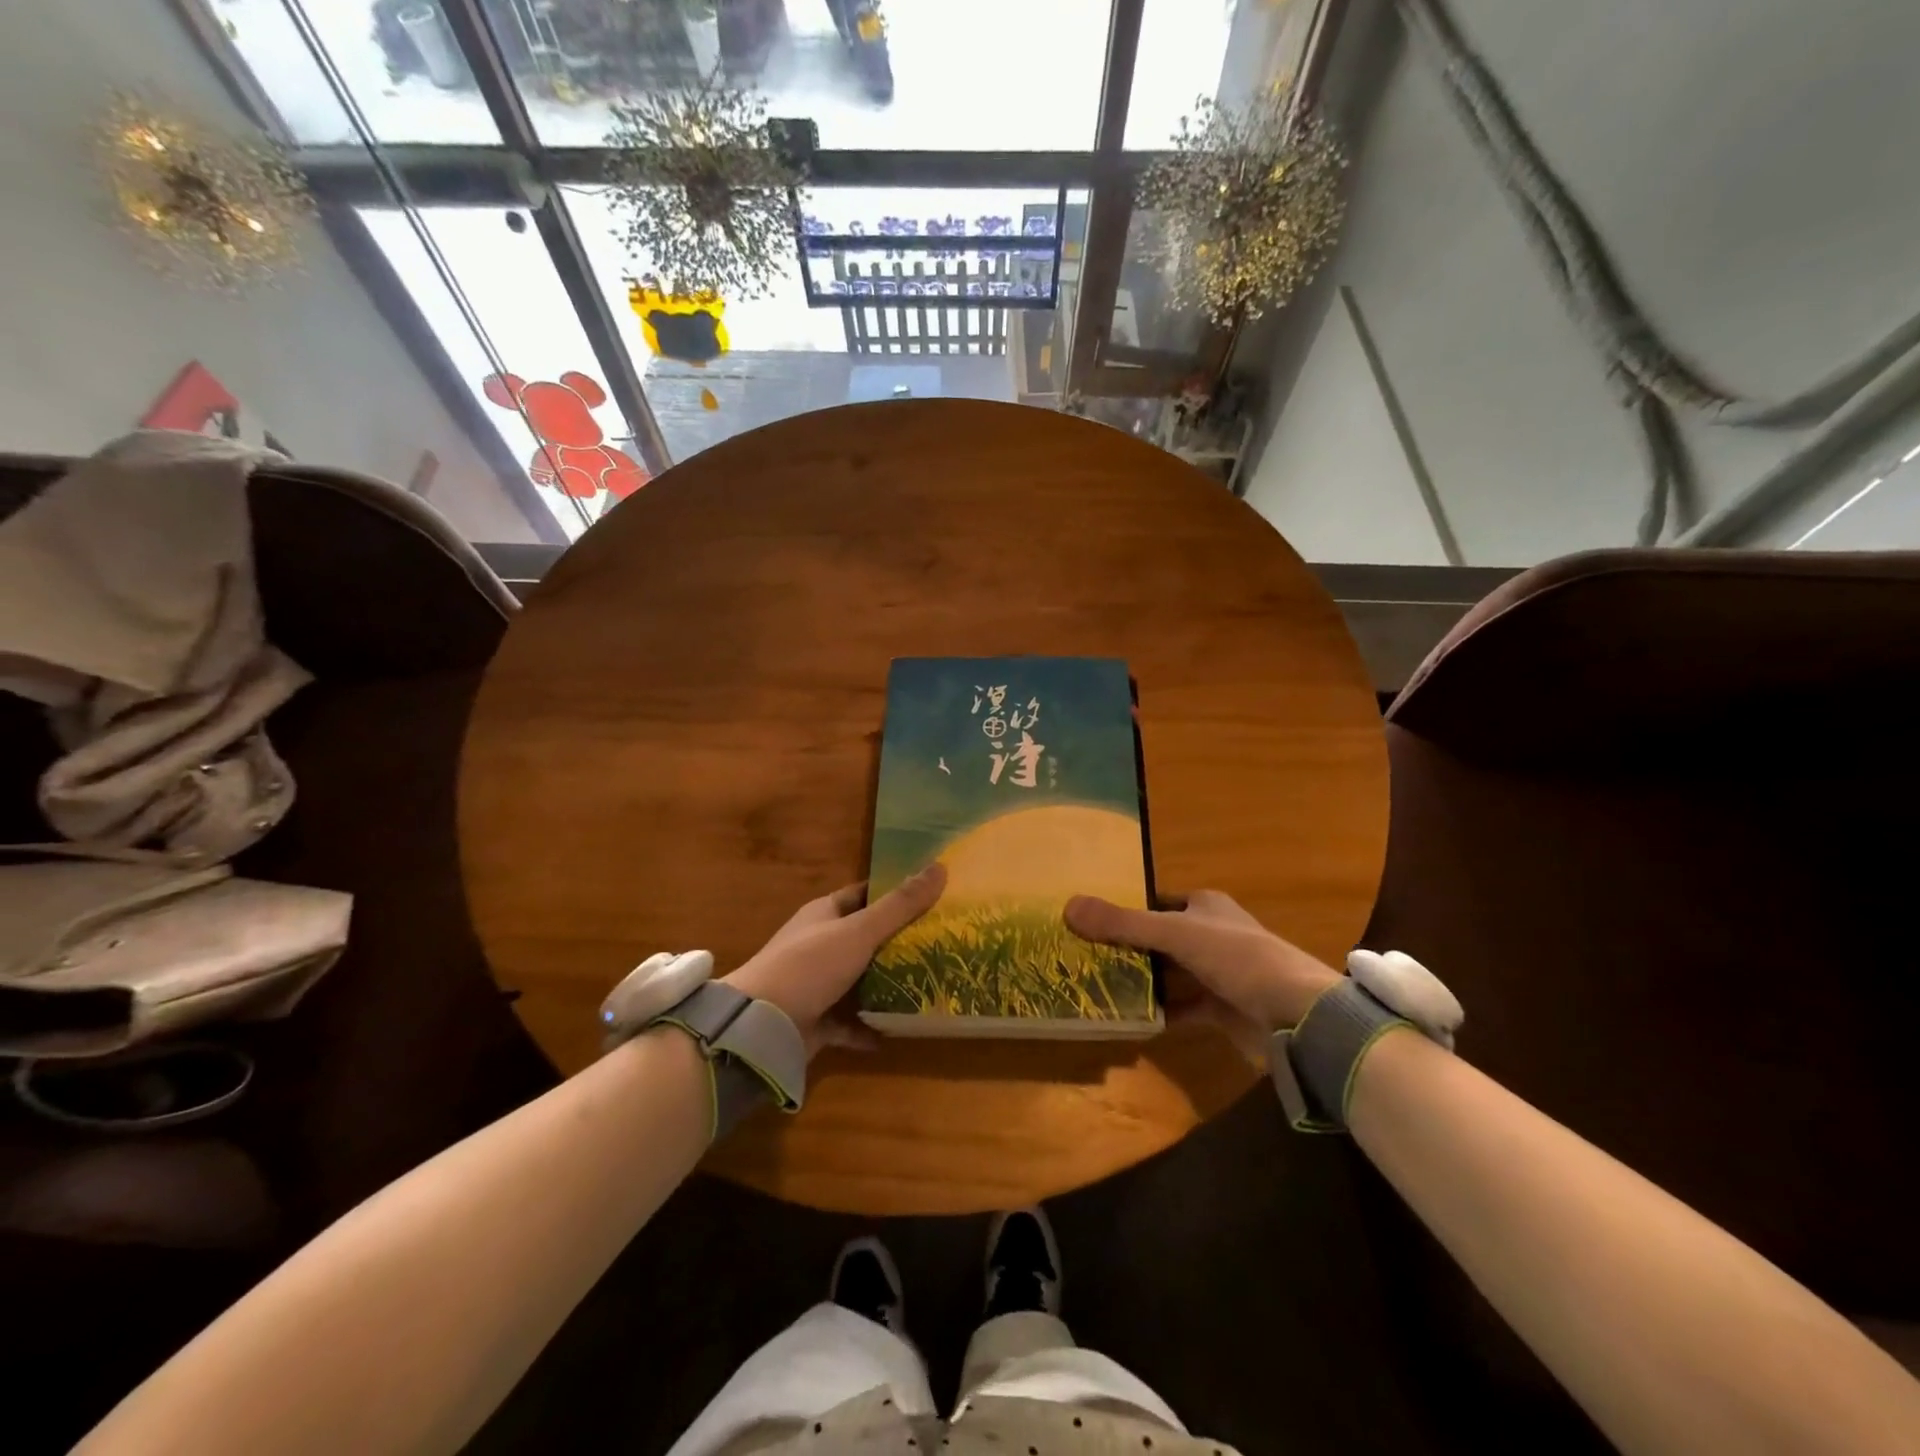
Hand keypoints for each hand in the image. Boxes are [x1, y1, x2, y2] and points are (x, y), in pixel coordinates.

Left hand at [723, 863, 945, 1057]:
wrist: (760, 1026)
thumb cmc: (810, 965)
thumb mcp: (860, 931)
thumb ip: (900, 905)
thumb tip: (940, 867)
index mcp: (825, 914)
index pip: (864, 895)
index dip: (894, 893)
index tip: (931, 896)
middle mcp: (820, 944)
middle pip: (866, 938)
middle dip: (900, 941)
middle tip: (942, 943)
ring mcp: (817, 984)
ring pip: (861, 980)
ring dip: (888, 985)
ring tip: (930, 984)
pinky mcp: (817, 1020)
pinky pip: (851, 1021)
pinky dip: (871, 1026)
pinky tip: (898, 1031)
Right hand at [1065, 890, 1340, 1063]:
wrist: (1297, 1014)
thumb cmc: (1236, 957)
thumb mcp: (1174, 933)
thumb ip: (1122, 923)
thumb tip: (1068, 906)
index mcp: (1205, 906)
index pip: (1156, 902)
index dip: (1126, 909)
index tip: (1089, 921)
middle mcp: (1212, 934)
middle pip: (1160, 938)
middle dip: (1127, 948)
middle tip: (1083, 956)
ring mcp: (1219, 973)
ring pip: (1170, 973)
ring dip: (1141, 980)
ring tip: (1095, 985)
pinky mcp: (1222, 1009)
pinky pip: (1182, 1007)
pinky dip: (1159, 1012)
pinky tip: (1130, 1019)